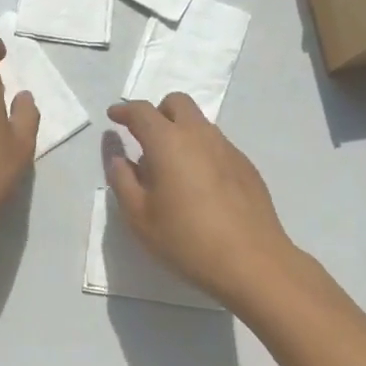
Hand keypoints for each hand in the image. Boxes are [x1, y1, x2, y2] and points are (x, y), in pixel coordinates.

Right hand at [105, 95, 300, 309]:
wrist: (252, 262)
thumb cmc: (186, 240)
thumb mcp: (139, 216)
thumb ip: (122, 178)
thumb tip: (117, 154)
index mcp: (168, 142)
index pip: (141, 111)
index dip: (124, 111)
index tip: (113, 117)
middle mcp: (200, 135)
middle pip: (177, 103)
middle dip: (157, 112)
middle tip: (145, 139)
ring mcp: (228, 148)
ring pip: (199, 123)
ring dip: (181, 131)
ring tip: (172, 169)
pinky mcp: (246, 166)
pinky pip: (217, 144)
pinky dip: (201, 151)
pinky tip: (200, 186)